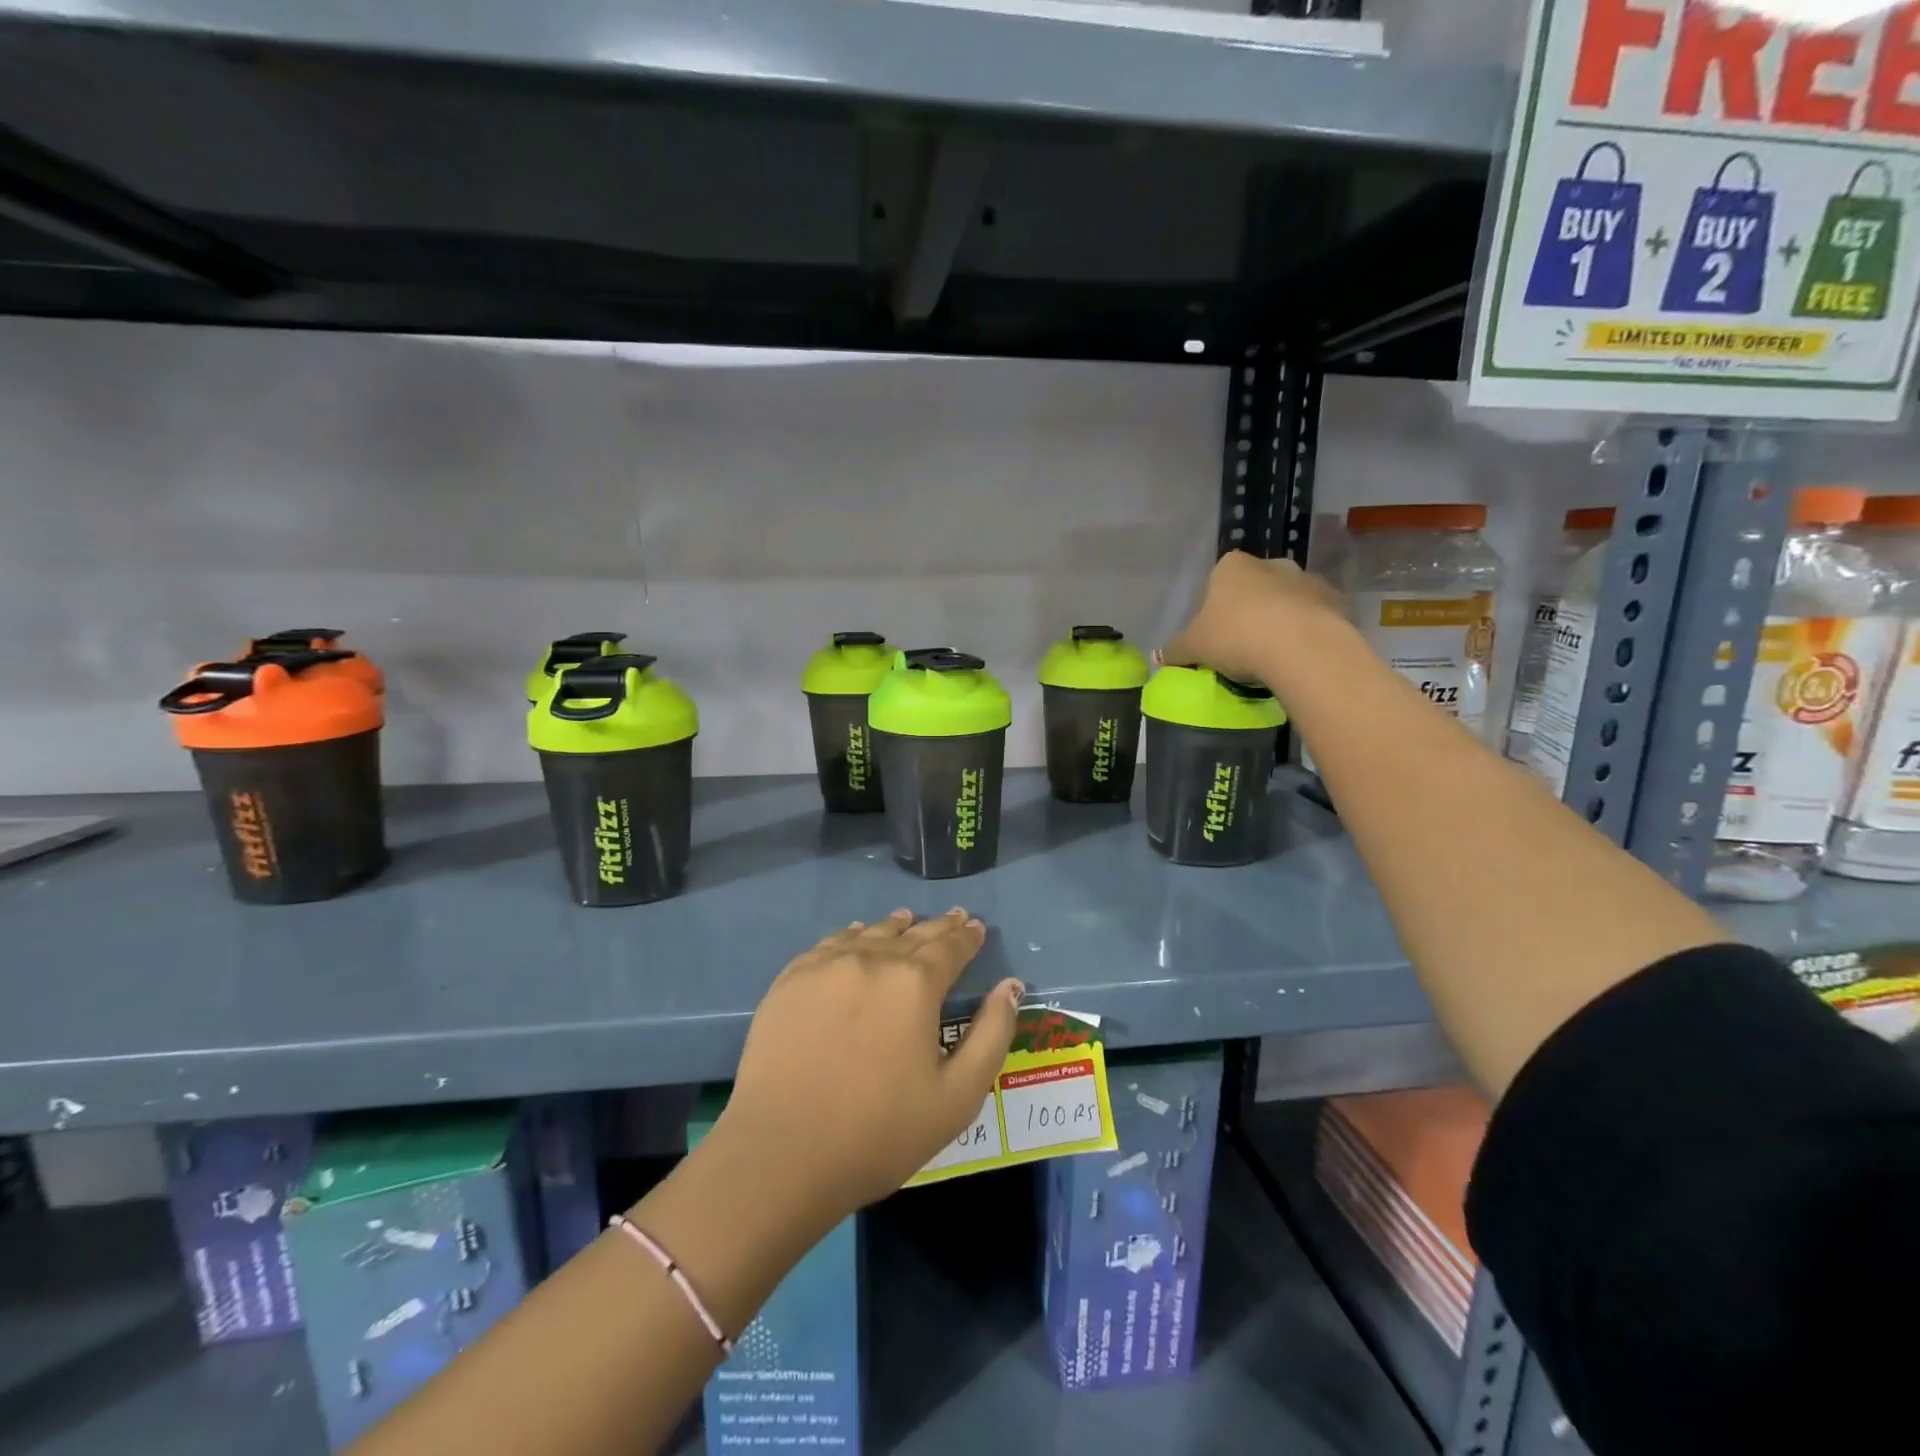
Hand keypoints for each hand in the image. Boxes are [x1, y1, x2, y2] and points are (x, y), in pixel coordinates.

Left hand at [719, 908, 1022, 1218]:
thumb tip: (1010, 986)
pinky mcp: (790, 980)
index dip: (967, 937)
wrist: (781, 1154)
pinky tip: (855, 936)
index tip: (976, 927)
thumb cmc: (879, 1133)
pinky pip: (830, 944)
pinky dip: (852, 935)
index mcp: (915, 983)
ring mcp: (826, 965)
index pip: (950, 947)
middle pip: (912, 934)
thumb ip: (991, 1035)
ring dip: (895, 926)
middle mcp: (872, 959)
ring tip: (907, 919)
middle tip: (953, 918)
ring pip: (870, 933)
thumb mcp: (957, 1097)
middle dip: (937, 926)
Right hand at [1159, 551, 1346, 690]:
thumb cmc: (1237, 638)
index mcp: (1232, 566)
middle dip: (1248, 611)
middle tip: (1240, 646)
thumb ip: (1175, 649)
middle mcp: (1271, 564)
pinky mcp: (1336, 601)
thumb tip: (1158, 657)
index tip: (1214, 635)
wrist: (1302, 648)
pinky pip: (1314, 617)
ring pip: (1286, 601)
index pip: (1217, 581)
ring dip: (1279, 620)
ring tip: (1271, 655)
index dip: (1213, 608)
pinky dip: (1306, 631)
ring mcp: (1307, 579)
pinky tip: (1298, 656)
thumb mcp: (1194, 647)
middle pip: (1254, 588)